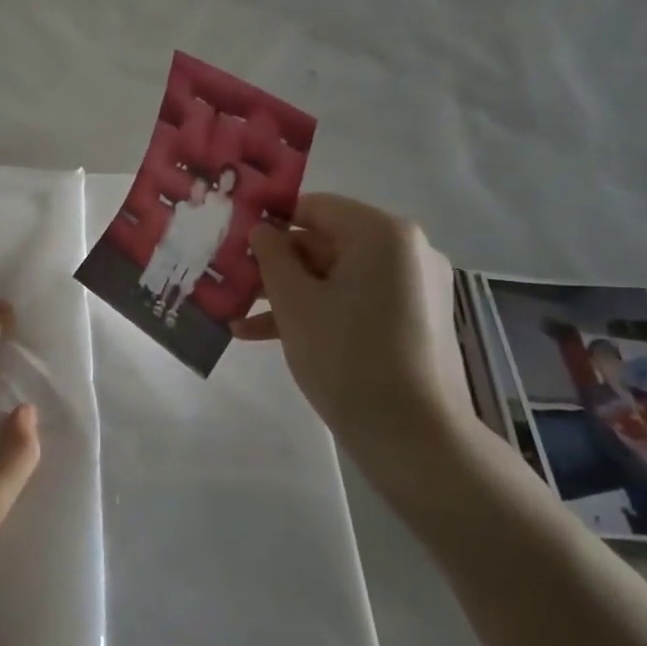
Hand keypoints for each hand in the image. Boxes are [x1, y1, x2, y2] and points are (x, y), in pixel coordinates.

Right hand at [233, 194, 479, 496]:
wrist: (414, 438)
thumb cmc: (347, 357)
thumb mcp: (295, 303)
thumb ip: (272, 256)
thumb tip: (263, 229)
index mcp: (383, 234)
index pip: (315, 207)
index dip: (270, 221)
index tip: (233, 240)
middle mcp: (407, 250)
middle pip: (326, 242)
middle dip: (275, 266)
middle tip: (232, 283)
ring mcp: (414, 287)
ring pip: (337, 276)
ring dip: (289, 294)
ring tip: (238, 317)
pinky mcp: (414, 320)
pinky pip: (356, 301)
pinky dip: (318, 312)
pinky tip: (266, 337)